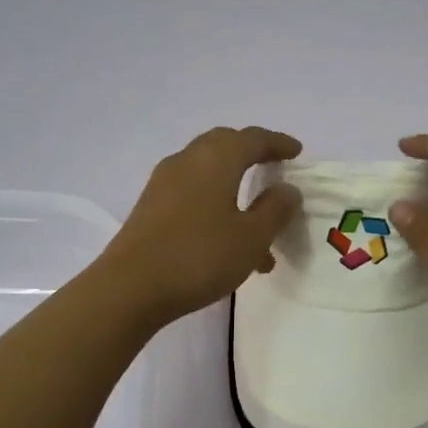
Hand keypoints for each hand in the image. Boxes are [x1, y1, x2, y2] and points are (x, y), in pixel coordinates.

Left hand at [99, 126, 302, 325]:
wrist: (129, 288)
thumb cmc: (199, 256)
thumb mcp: (251, 237)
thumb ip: (275, 209)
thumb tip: (287, 189)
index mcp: (216, 159)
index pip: (252, 139)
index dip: (277, 143)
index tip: (297, 151)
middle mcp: (188, 161)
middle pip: (224, 145)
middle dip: (251, 153)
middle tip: (273, 166)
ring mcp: (164, 183)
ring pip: (208, 172)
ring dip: (235, 186)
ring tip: (259, 226)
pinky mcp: (150, 207)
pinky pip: (192, 193)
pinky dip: (215, 204)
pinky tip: (228, 243)